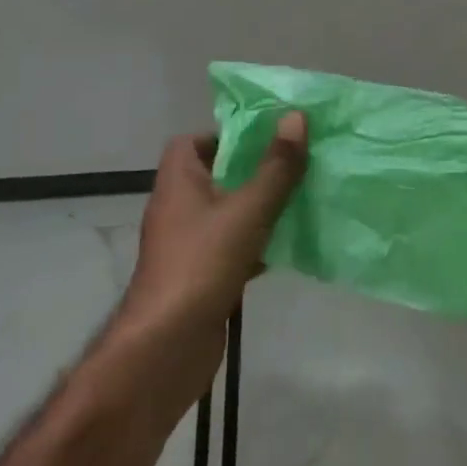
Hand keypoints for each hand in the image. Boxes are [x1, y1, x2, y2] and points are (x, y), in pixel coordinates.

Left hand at [112, 114, 307, 389]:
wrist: (166, 349)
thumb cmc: (201, 264)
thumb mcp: (247, 210)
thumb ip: (275, 166)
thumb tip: (296, 116)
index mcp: (178, 182)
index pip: (191, 142)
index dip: (225, 134)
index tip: (263, 138)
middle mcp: (178, 208)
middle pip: (216, 175)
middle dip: (254, 169)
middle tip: (293, 162)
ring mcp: (188, 245)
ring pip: (228, 212)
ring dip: (260, 206)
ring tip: (301, 196)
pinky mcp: (201, 276)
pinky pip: (233, 246)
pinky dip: (258, 242)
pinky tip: (289, 245)